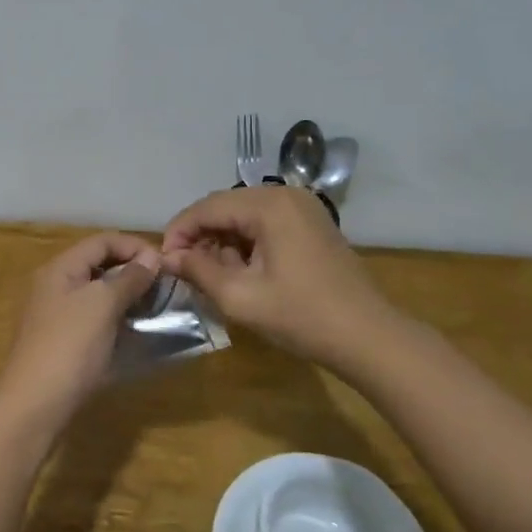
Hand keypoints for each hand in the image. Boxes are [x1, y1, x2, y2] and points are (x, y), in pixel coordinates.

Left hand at [0, 231, 161, 418]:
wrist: (34, 406)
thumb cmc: (69, 347)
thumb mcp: (102, 305)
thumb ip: (128, 278)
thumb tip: (151, 257)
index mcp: (60, 268)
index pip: (102, 241)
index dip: (134, 246)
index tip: (165, 264)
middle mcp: (55, 285)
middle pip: (99, 264)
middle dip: (132, 270)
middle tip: (165, 286)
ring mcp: (57, 315)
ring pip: (98, 293)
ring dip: (127, 295)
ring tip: (156, 307)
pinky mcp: (64, 342)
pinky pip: (95, 318)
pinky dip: (117, 318)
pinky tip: (136, 331)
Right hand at [162, 185, 406, 367]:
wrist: (369, 337)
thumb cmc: (302, 316)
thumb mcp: (241, 297)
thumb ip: (199, 271)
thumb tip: (169, 257)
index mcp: (268, 205)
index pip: (207, 207)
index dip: (179, 231)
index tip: (163, 261)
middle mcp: (286, 195)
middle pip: (225, 207)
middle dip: (200, 236)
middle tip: (183, 269)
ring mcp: (303, 208)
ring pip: (244, 216)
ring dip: (222, 241)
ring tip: (210, 275)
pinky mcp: (311, 225)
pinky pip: (265, 224)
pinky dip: (245, 243)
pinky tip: (239, 271)